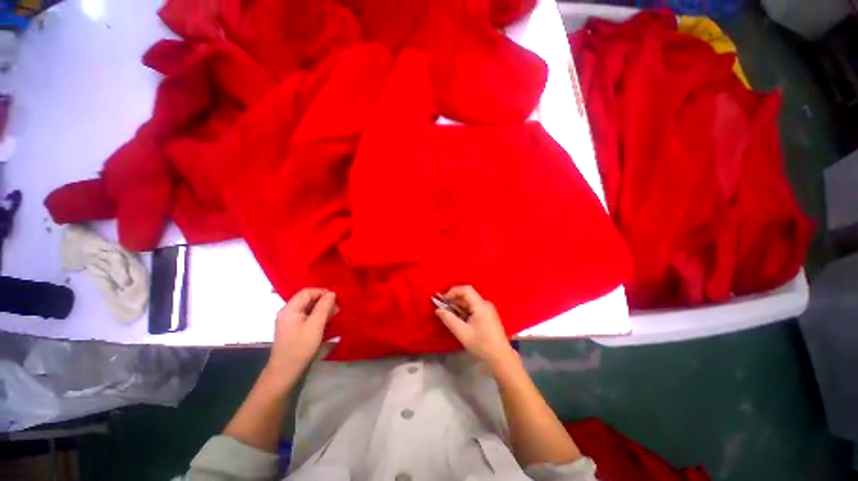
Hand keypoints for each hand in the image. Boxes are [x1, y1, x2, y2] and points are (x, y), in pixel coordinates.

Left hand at [266, 288, 335, 379]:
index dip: (322, 292)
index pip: (307, 292)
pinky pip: (307, 317)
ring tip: (334, 315)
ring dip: (322, 309)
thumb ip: (324, 307)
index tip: (336, 298)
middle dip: (324, 301)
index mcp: (290, 309)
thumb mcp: (315, 326)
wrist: (285, 372)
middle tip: (337, 309)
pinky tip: (327, 323)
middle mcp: (288, 312)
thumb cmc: (300, 347)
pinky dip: (318, 317)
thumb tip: (332, 293)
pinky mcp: (294, 330)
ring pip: (308, 308)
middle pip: (308, 299)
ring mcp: (290, 322)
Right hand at [435, 286, 517, 370]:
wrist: (501, 357)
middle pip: (467, 295)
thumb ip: (449, 319)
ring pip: (470, 302)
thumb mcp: (462, 332)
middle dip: (454, 300)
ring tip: (449, 315)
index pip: (466, 289)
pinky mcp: (488, 315)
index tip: (443, 300)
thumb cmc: (482, 344)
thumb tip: (438, 310)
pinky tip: (459, 320)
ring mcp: (488, 309)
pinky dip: (464, 311)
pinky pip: (473, 308)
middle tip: (443, 309)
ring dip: (458, 306)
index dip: (453, 291)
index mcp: (481, 305)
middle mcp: (485, 304)